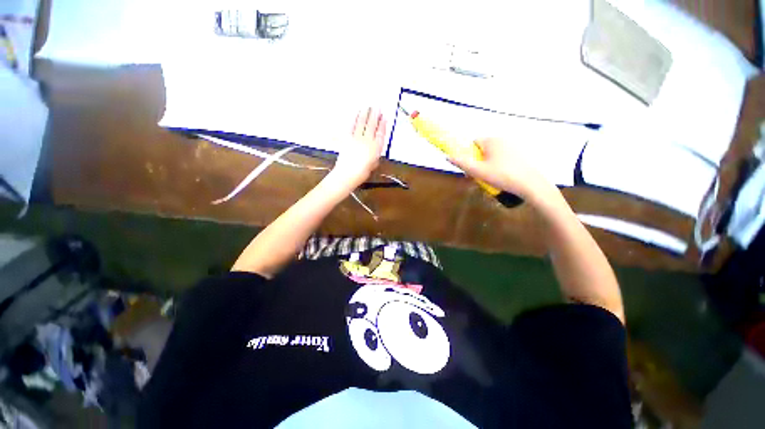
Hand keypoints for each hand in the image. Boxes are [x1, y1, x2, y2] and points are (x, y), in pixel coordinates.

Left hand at [332, 107, 386, 187]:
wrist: (347, 174)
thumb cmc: (362, 173)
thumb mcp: (373, 164)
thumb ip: (375, 155)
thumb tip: (374, 149)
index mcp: (376, 147)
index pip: (381, 132)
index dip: (383, 124)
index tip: (384, 117)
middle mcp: (367, 140)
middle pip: (372, 124)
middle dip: (375, 114)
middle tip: (377, 106)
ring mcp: (356, 138)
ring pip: (362, 122)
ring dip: (365, 113)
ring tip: (368, 106)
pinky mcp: (347, 138)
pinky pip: (351, 125)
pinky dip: (354, 118)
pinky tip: (356, 114)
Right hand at [448, 137, 551, 199]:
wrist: (531, 185)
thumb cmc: (501, 176)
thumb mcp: (477, 171)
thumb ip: (461, 163)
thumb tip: (447, 156)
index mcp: (492, 140)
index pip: (473, 143)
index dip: (469, 155)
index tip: (470, 168)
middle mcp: (503, 139)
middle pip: (483, 149)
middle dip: (478, 162)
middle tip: (479, 176)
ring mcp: (514, 146)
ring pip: (493, 154)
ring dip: (488, 165)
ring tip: (490, 179)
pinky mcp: (521, 154)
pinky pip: (504, 157)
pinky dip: (499, 166)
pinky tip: (502, 177)